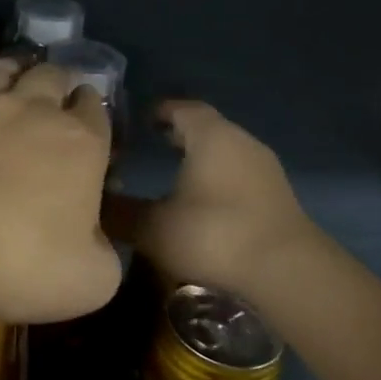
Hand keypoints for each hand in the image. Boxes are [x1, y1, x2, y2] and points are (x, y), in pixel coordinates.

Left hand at [0, 59, 120, 325]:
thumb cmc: (16, 265)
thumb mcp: (91, 281)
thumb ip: (105, 251)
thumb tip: (96, 238)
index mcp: (82, 145)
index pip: (97, 110)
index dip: (93, 110)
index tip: (87, 119)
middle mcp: (36, 110)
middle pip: (54, 77)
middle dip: (60, 83)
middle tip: (54, 97)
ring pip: (7, 69)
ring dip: (18, 71)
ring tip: (16, 79)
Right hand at [120, 101, 321, 297]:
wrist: (286, 271)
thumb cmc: (215, 235)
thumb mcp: (155, 227)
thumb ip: (121, 214)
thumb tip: (94, 205)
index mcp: (211, 136)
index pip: (183, 108)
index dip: (160, 110)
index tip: (139, 119)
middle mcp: (241, 142)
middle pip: (207, 128)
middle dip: (179, 134)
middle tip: (151, 143)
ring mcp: (265, 170)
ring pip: (226, 152)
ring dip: (201, 158)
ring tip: (174, 173)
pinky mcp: (277, 197)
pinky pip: (240, 175)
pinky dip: (219, 180)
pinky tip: (204, 202)